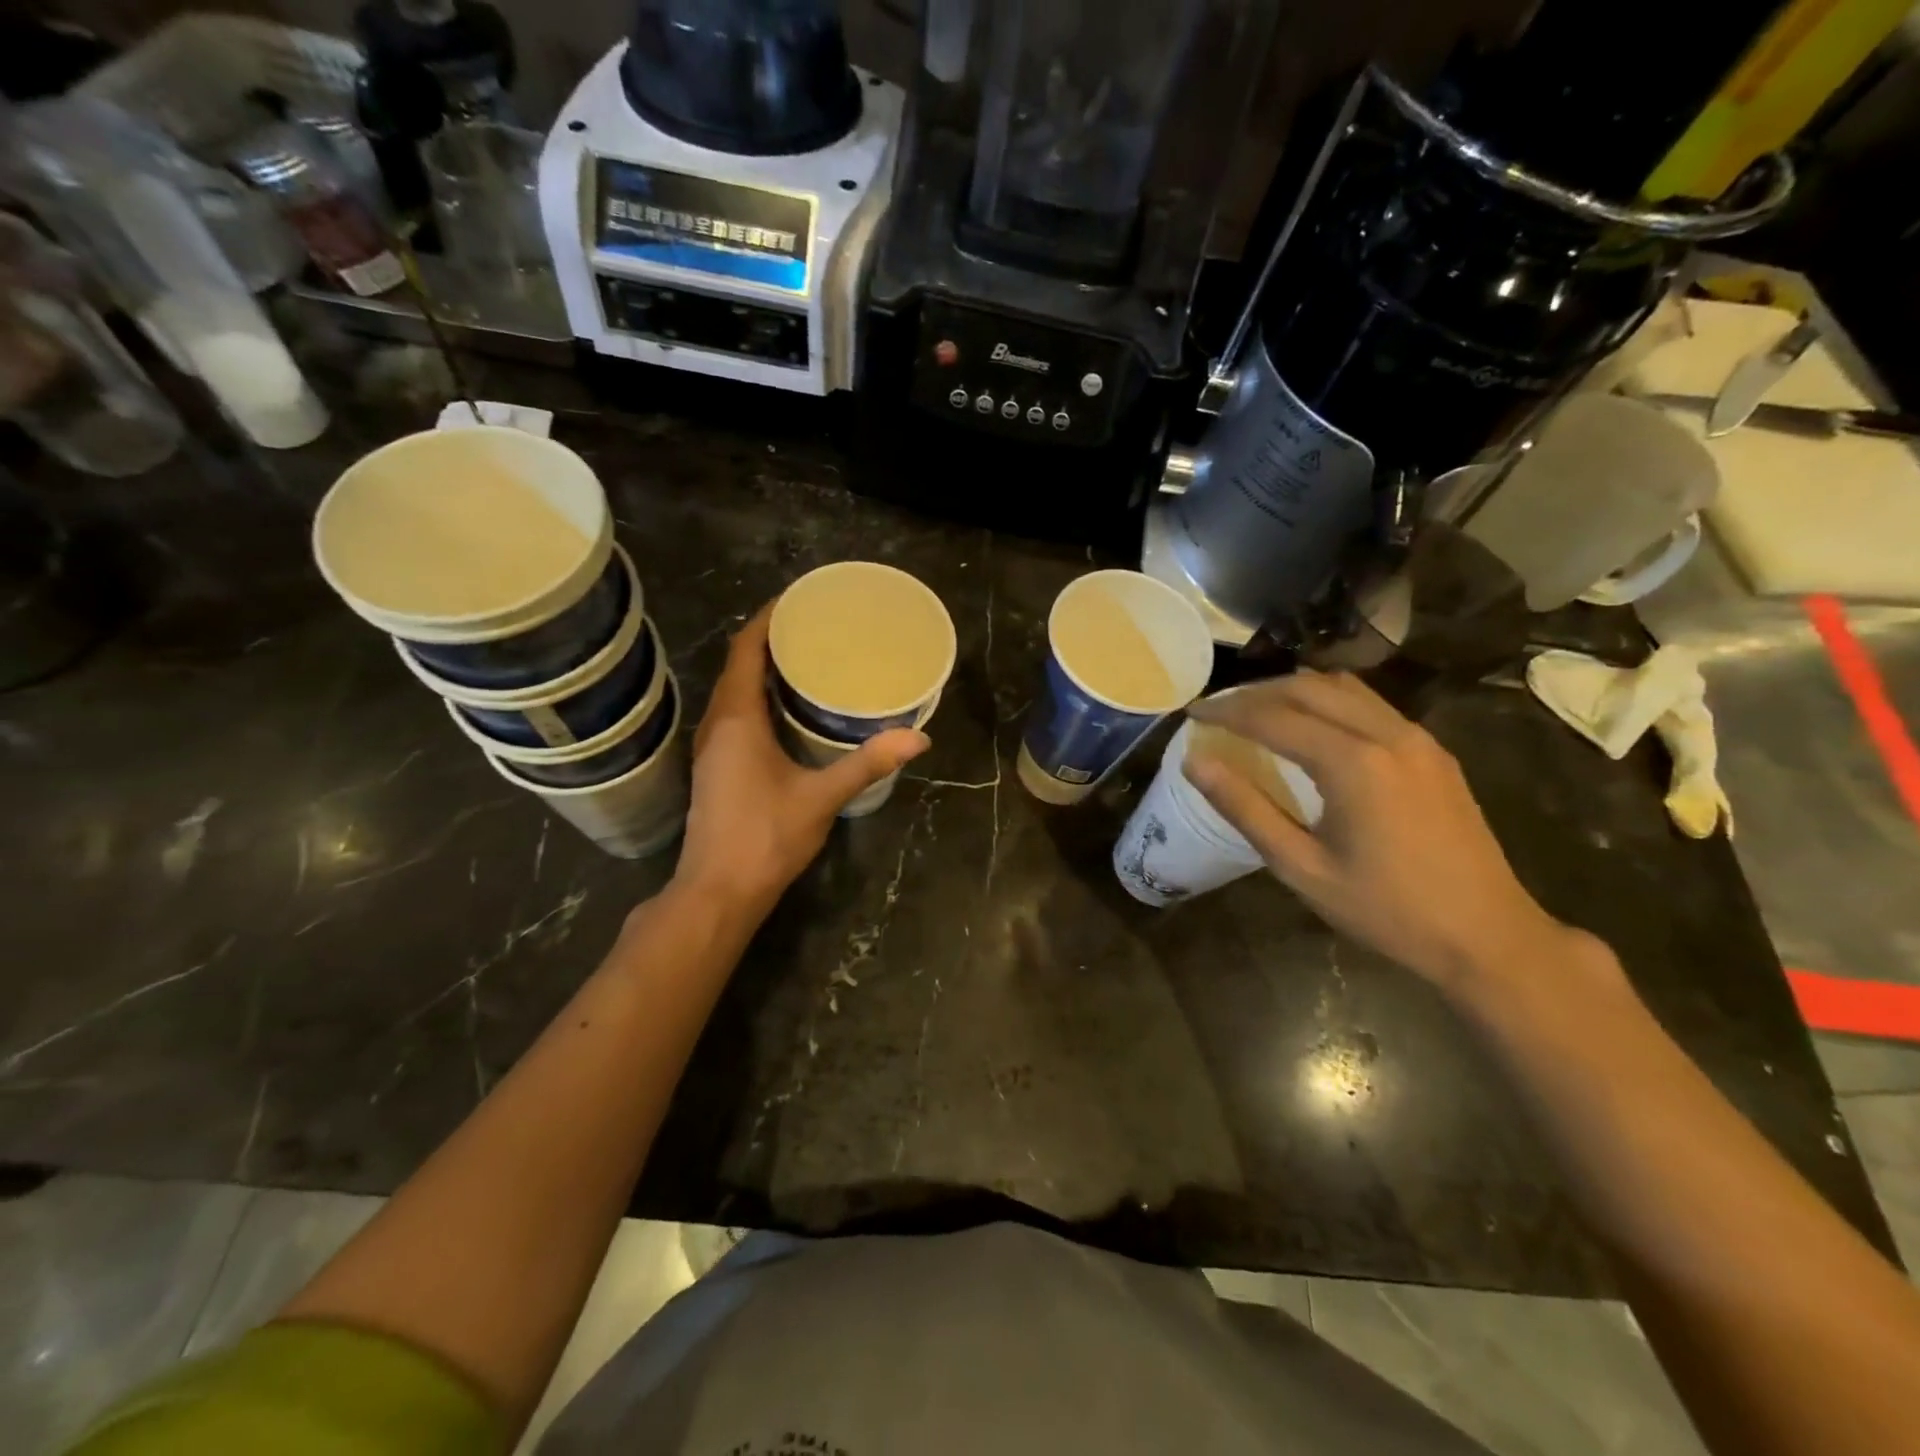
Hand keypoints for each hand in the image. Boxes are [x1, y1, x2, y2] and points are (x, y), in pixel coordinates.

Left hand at [673, 605, 929, 919]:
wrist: (718, 892)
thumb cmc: (765, 838)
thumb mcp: (822, 797)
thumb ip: (868, 763)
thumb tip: (919, 737)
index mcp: (737, 719)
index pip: (745, 650)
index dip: (768, 619)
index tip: (798, 599)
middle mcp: (717, 724)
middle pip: (737, 665)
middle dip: (770, 640)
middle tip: (814, 626)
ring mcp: (712, 747)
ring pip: (734, 692)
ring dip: (762, 669)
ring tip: (806, 658)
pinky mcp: (716, 767)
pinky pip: (735, 714)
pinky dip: (757, 697)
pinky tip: (788, 709)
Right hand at [1184, 671, 1582, 992]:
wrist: (1488, 935)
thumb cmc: (1386, 910)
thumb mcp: (1301, 867)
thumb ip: (1246, 809)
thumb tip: (1196, 763)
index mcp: (1354, 763)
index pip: (1274, 718)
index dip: (1226, 712)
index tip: (1192, 714)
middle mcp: (1388, 735)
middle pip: (1309, 688)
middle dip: (1256, 693)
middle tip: (1218, 711)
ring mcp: (1418, 739)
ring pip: (1344, 688)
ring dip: (1294, 691)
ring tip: (1257, 712)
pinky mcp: (1434, 751)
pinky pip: (1371, 705)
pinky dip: (1328, 703)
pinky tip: (1311, 728)